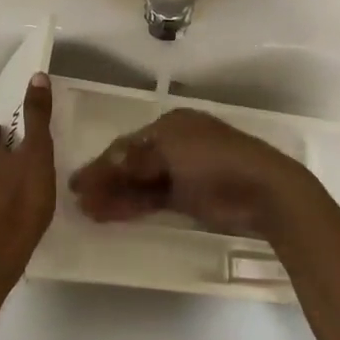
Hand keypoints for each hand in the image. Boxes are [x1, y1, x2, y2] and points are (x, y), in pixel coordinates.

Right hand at [68, 108, 313, 239]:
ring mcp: (182, 173)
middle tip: (79, 200)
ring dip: (115, 196)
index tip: (76, 182)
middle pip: (131, 164)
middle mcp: (174, 144)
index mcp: (171, 125)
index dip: (101, 163)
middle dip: (105, 181)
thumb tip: (104, 165)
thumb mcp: (171, 151)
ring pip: (140, 184)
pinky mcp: (189, 198)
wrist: (263, 191)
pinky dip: (133, 207)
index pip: (127, 143)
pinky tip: (111, 215)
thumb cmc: (215, 160)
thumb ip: (135, 160)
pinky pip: (153, 200)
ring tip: (89, 212)